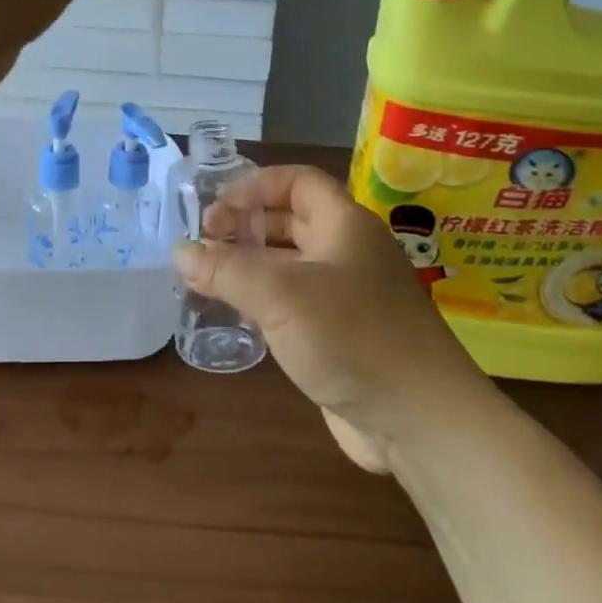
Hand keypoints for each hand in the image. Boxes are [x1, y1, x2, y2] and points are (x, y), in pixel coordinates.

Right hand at [173, 166, 484, 471]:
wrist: (420, 421)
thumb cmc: (352, 338)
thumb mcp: (280, 295)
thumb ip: (226, 269)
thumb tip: (181, 252)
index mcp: (345, 225)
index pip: (298, 181)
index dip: (255, 185)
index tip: (215, 207)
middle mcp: (348, 253)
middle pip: (291, 220)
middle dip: (246, 225)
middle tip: (203, 242)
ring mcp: (348, 296)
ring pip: (290, 264)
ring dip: (250, 264)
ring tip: (206, 276)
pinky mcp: (342, 336)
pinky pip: (295, 303)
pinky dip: (263, 301)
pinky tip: (236, 315)